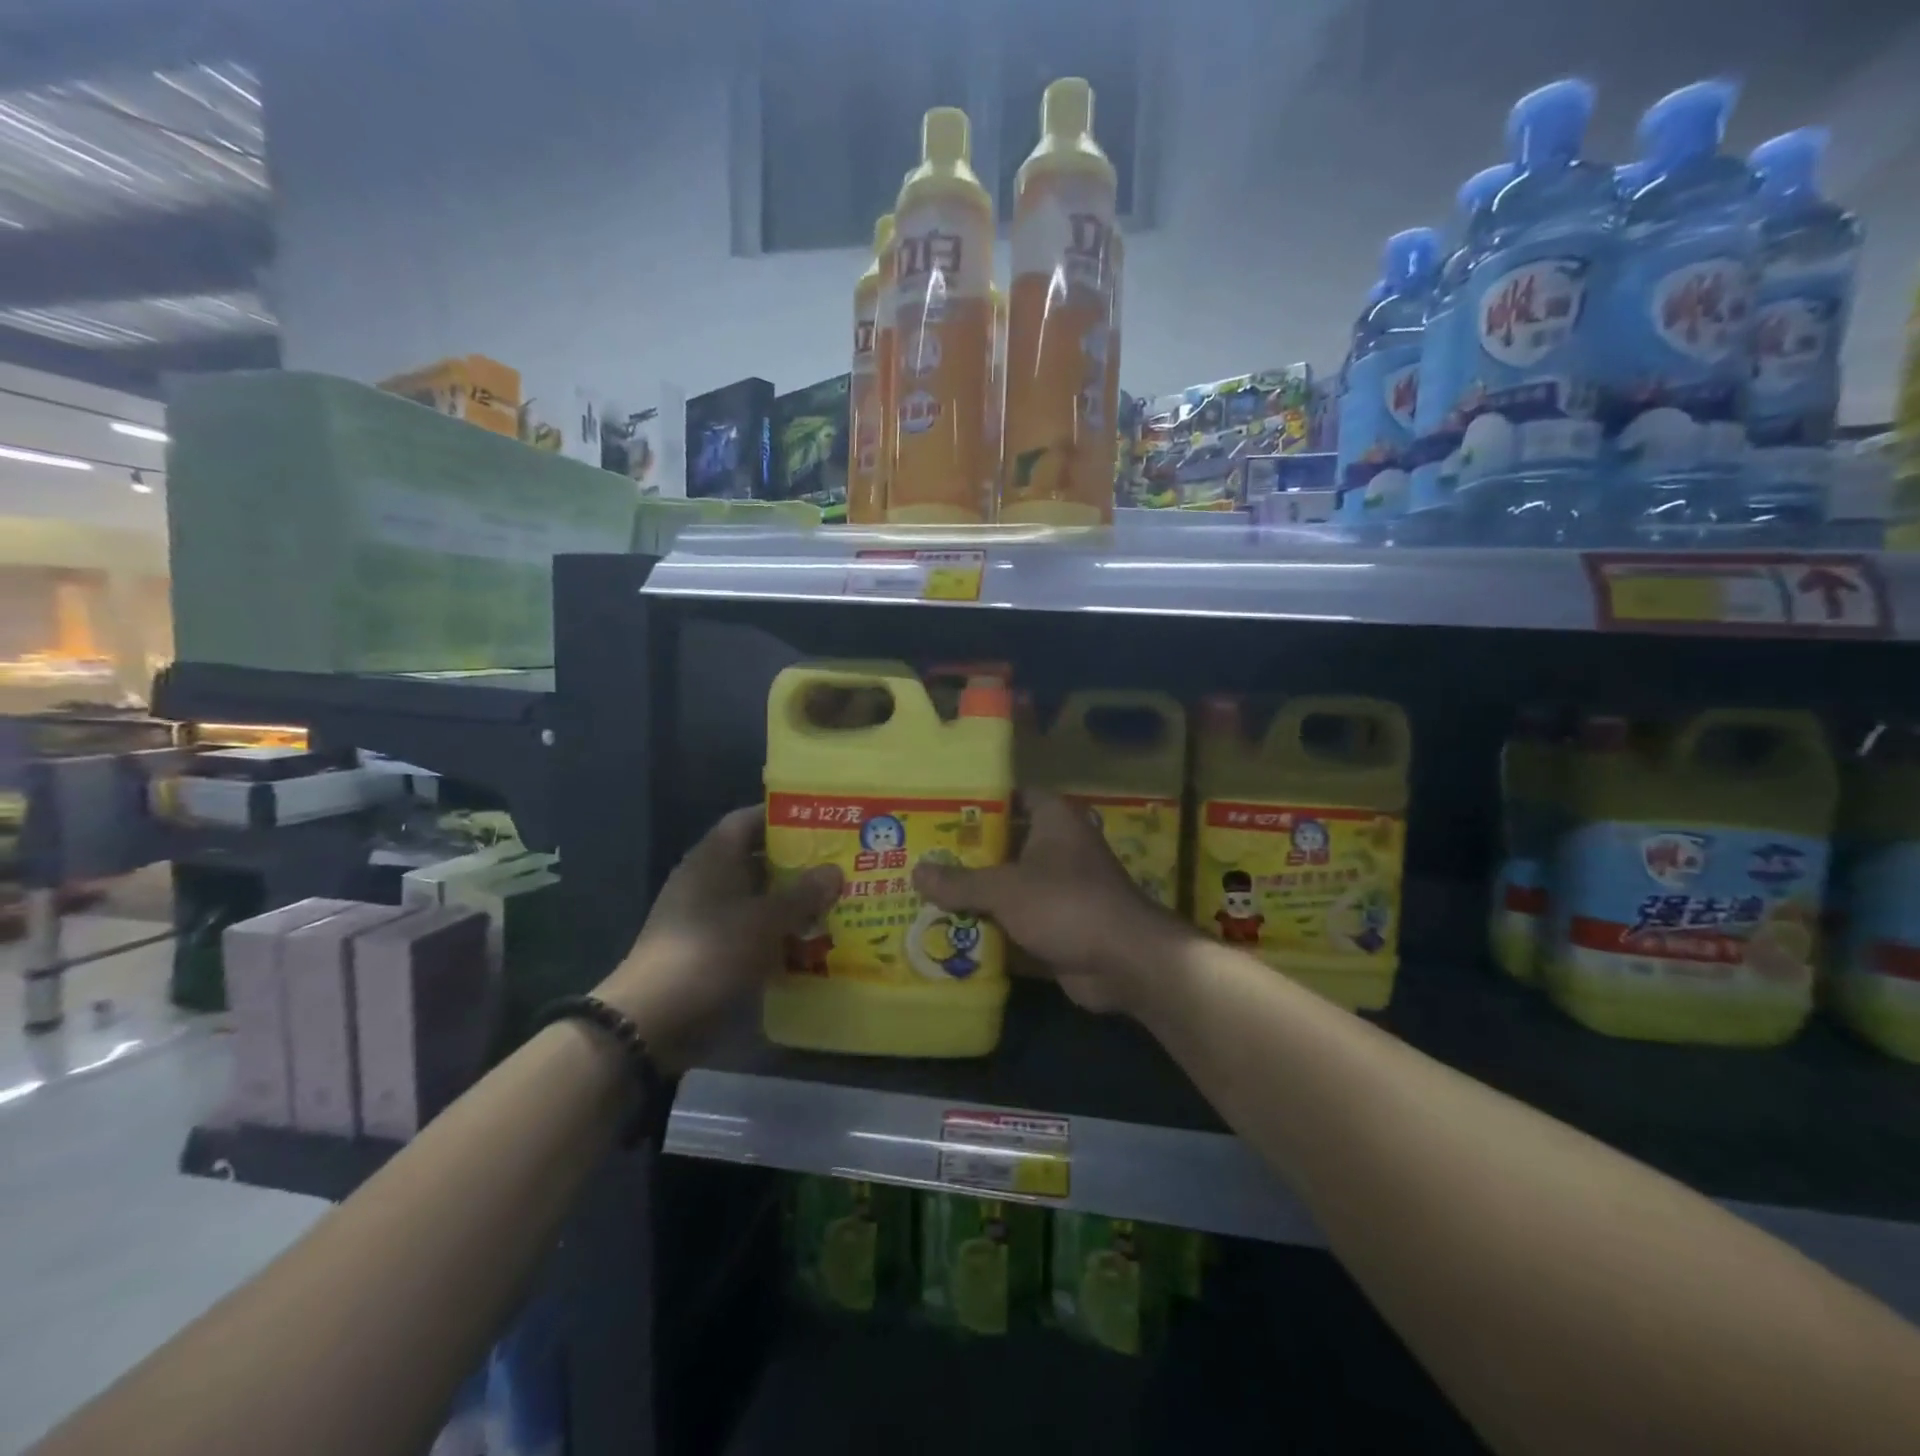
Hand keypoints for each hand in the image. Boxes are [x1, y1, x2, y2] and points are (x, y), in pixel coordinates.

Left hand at [596, 807, 840, 1064]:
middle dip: (797, 865)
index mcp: (713, 858)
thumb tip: (835, 870)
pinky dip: (776, 935)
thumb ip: (803, 894)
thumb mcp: (765, 920)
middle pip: (756, 861)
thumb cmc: (711, 952)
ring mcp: (705, 918)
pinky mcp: (708, 951)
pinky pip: (750, 932)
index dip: (782, 818)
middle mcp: (707, 880)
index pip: (748, 821)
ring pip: (756, 900)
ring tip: (835, 905)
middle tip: (840, 867)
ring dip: (790, 903)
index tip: (821, 823)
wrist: (653, 1020)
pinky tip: (810, 945)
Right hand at [912, 790, 1189, 1015]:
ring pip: (1011, 885)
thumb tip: (916, 872)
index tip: (942, 810)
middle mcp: (1060, 848)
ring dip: (978, 894)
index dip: (981, 801)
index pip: (1015, 797)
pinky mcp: (1061, 925)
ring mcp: (1062, 889)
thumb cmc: (1065, 903)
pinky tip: (953, 933)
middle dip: (969, 854)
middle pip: (1007, 844)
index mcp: (1055, 820)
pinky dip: (993, 927)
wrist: (1124, 961)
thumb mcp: (1005, 889)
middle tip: (923, 855)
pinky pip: (1018, 921)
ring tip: (927, 893)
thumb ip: (960, 882)